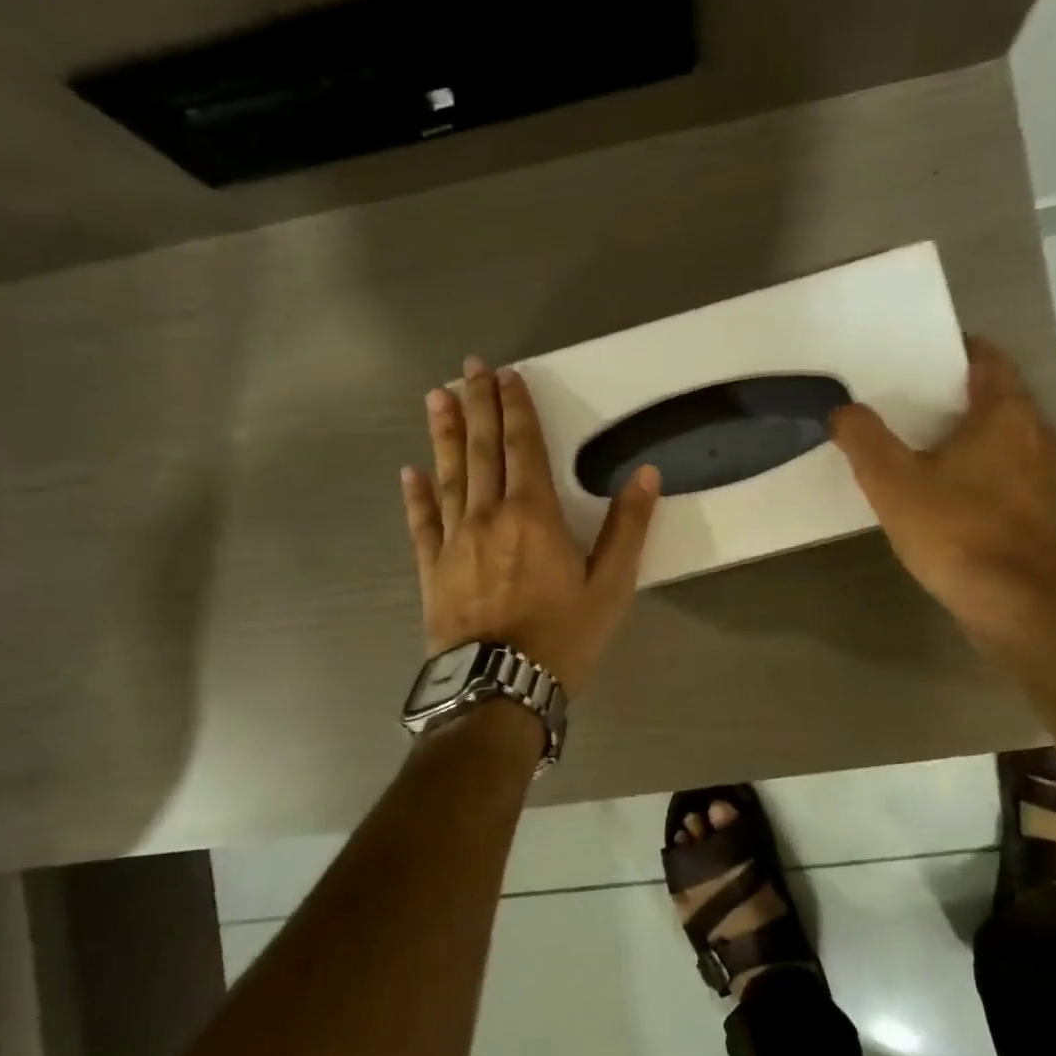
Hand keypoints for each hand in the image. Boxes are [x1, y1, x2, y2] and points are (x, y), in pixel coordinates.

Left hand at [401, 356, 660, 696]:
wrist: (500, 688)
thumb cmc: (563, 638)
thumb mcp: (611, 586)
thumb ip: (627, 528)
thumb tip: (646, 475)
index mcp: (534, 515)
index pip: (524, 447)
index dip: (516, 408)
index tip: (506, 375)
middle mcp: (489, 516)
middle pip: (483, 450)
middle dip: (478, 404)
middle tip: (467, 367)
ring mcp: (454, 541)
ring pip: (448, 476)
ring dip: (444, 434)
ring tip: (436, 397)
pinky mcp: (432, 570)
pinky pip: (421, 524)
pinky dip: (415, 496)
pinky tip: (409, 471)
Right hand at [829, 336, 1055, 634]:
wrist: (1014, 603)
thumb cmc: (954, 530)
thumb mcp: (891, 481)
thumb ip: (863, 438)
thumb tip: (843, 409)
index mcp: (1007, 413)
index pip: (987, 358)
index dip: (952, 349)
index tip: (915, 354)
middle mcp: (1036, 433)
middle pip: (995, 396)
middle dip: (952, 394)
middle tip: (904, 399)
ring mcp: (1045, 474)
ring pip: (1002, 435)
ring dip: (966, 433)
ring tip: (918, 442)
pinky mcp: (1041, 510)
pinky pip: (1006, 469)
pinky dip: (978, 466)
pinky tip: (944, 489)